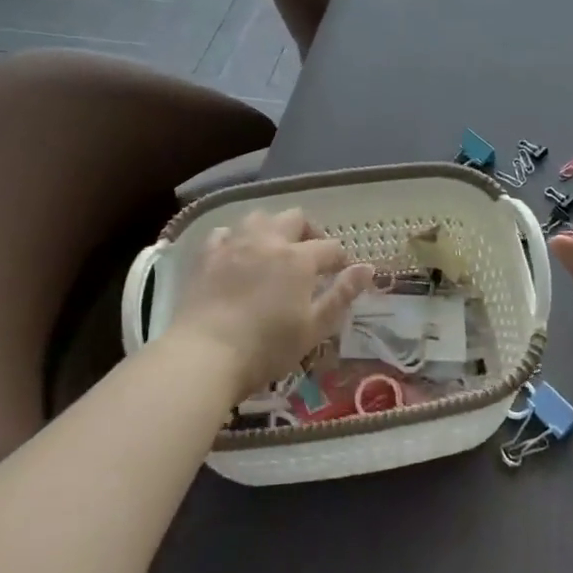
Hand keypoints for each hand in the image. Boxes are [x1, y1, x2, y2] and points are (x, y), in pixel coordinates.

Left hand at [166, 210, 374, 398]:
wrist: (204, 355)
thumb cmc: (266, 347)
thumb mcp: (314, 328)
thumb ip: (342, 295)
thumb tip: (367, 268)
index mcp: (299, 258)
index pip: (330, 247)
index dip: (340, 259)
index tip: (341, 273)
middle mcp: (269, 241)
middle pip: (295, 218)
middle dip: (309, 232)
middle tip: (311, 255)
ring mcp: (235, 245)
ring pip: (259, 217)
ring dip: (272, 227)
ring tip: (275, 249)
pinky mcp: (207, 256)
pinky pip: (225, 233)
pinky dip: (236, 238)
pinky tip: (237, 254)